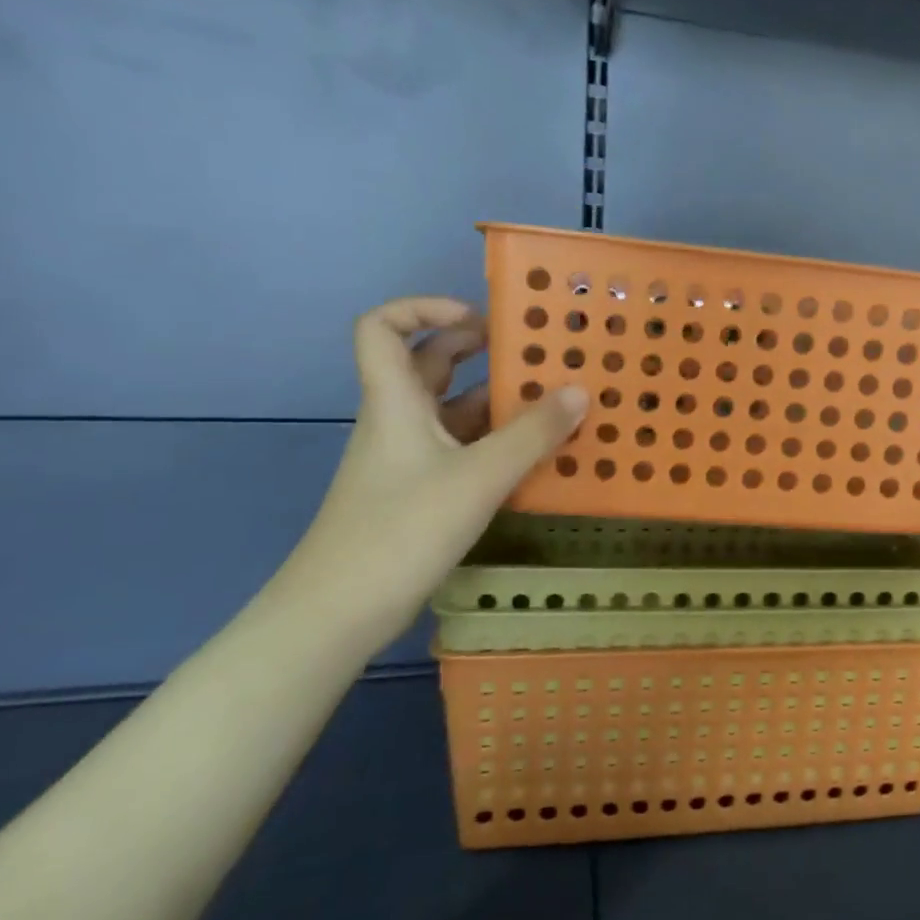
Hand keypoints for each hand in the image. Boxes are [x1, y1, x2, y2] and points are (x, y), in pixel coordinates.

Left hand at [273, 297, 587, 657]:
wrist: (339, 611)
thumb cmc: (402, 529)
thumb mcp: (479, 476)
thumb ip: (533, 433)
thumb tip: (580, 391)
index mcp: (396, 400)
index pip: (383, 327)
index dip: (424, 307)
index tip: (480, 318)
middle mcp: (398, 420)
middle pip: (427, 365)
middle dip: (475, 349)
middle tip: (529, 352)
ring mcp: (406, 459)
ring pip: (449, 411)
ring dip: (494, 400)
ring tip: (549, 401)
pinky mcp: (418, 493)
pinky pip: (460, 449)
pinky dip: (494, 441)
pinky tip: (533, 454)